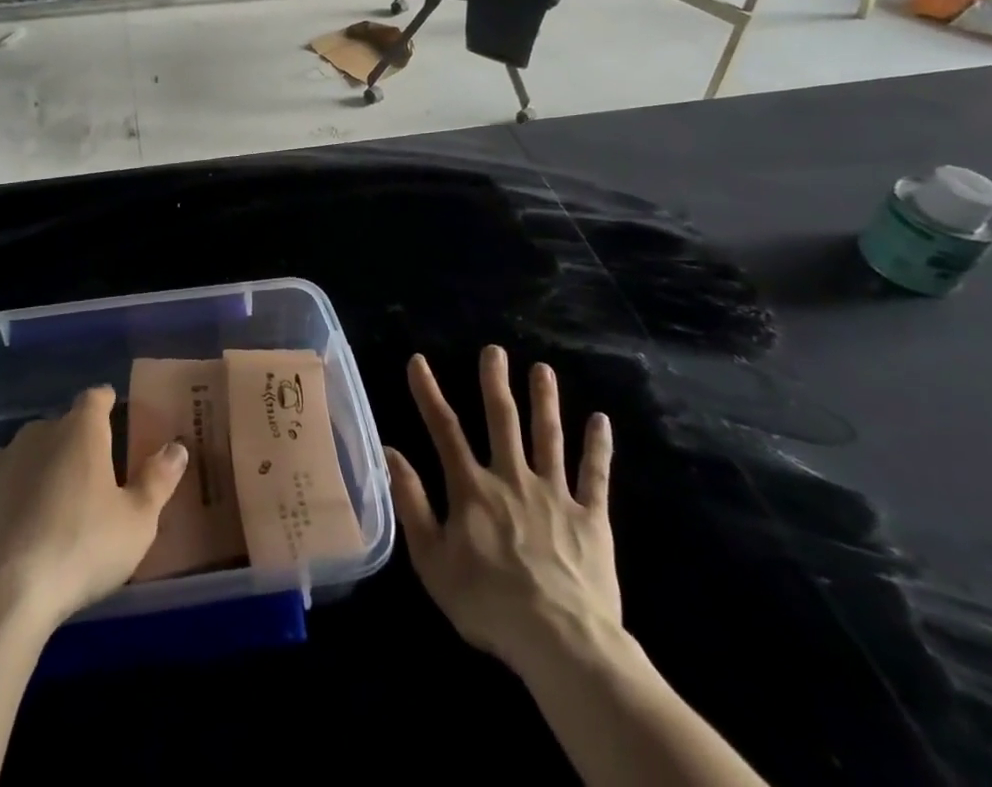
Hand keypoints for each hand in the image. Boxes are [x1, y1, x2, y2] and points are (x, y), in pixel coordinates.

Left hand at [0, 385, 188, 631]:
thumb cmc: (80, 548)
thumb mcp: (137, 522)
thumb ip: (158, 480)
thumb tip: (177, 447)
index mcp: (80, 430)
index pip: (95, 398)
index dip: (106, 403)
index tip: (115, 414)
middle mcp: (38, 433)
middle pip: (62, 426)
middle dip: (76, 443)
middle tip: (93, 476)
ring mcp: (0, 463)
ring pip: (29, 454)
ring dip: (43, 469)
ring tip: (56, 505)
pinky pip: (2, 486)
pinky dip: (13, 498)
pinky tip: (21, 531)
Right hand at [385, 348, 619, 679]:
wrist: (562, 642)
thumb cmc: (488, 604)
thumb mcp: (432, 560)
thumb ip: (411, 503)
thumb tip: (389, 452)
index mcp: (473, 488)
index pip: (444, 430)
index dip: (428, 393)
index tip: (419, 361)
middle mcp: (512, 478)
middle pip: (502, 420)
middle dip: (495, 382)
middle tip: (495, 350)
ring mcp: (555, 494)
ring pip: (548, 436)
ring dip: (545, 400)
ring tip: (543, 369)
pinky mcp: (591, 517)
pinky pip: (595, 475)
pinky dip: (598, 446)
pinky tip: (602, 420)